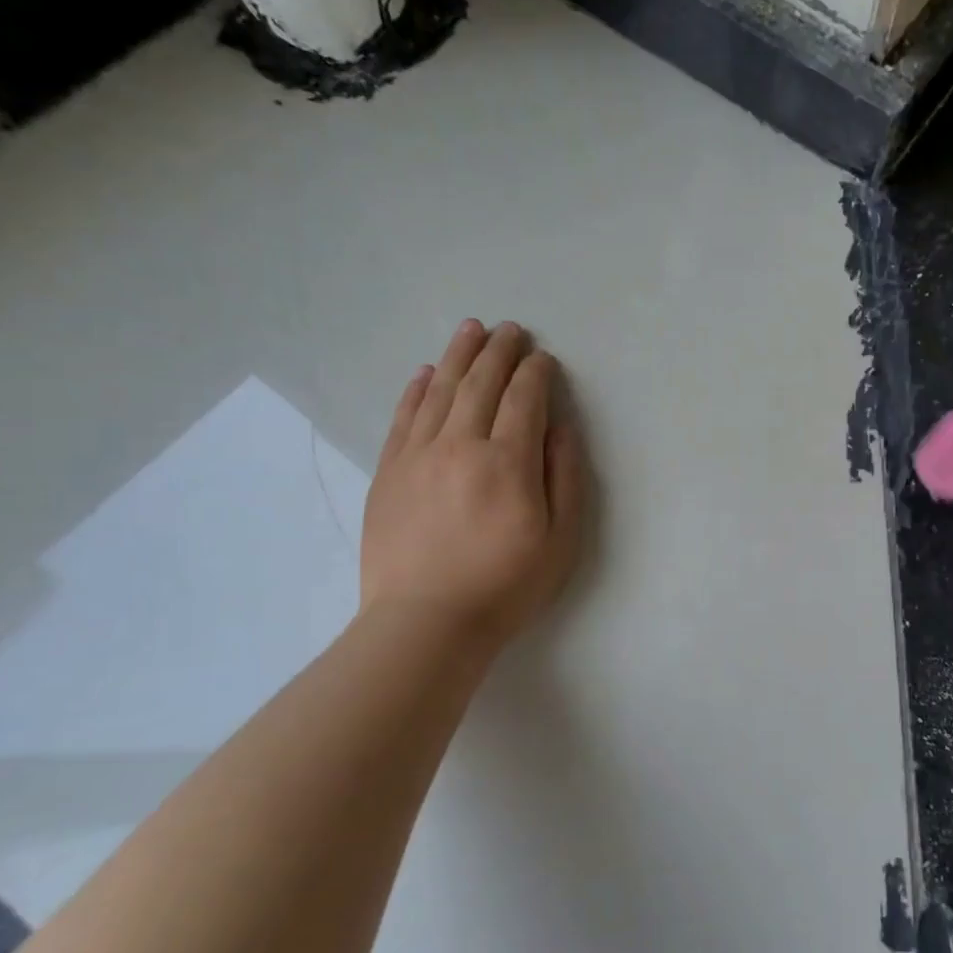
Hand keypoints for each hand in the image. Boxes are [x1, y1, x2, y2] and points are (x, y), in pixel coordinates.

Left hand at [361, 320, 585, 651]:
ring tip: (471, 329)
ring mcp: (418, 456)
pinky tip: (424, 373)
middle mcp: (461, 445)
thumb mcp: (561, 540)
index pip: (524, 399)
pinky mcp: (388, 472)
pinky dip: (416, 390)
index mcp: (508, 462)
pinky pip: (403, 418)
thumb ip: (565, 477)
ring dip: (459, 356)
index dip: (537, 374)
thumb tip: (559, 427)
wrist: (425, 624)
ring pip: (439, 391)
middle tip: (511, 329)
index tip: (545, 359)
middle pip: (481, 384)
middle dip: (500, 351)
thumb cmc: (505, 586)